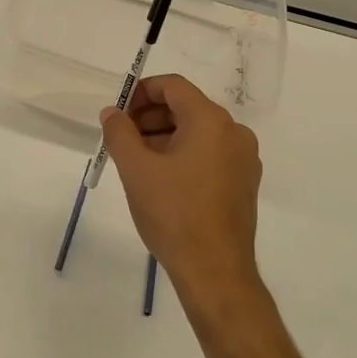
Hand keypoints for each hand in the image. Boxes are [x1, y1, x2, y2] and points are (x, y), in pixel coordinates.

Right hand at [98, 75, 263, 321]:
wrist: (214, 272)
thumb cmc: (173, 213)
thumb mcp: (136, 169)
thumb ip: (119, 132)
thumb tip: (112, 113)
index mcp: (211, 121)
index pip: (173, 86)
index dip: (141, 92)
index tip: (118, 113)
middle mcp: (234, 132)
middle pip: (186, 107)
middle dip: (150, 116)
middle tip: (122, 137)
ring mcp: (244, 159)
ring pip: (198, 132)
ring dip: (164, 136)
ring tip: (137, 159)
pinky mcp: (244, 183)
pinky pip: (210, 153)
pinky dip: (184, 154)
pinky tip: (162, 178)